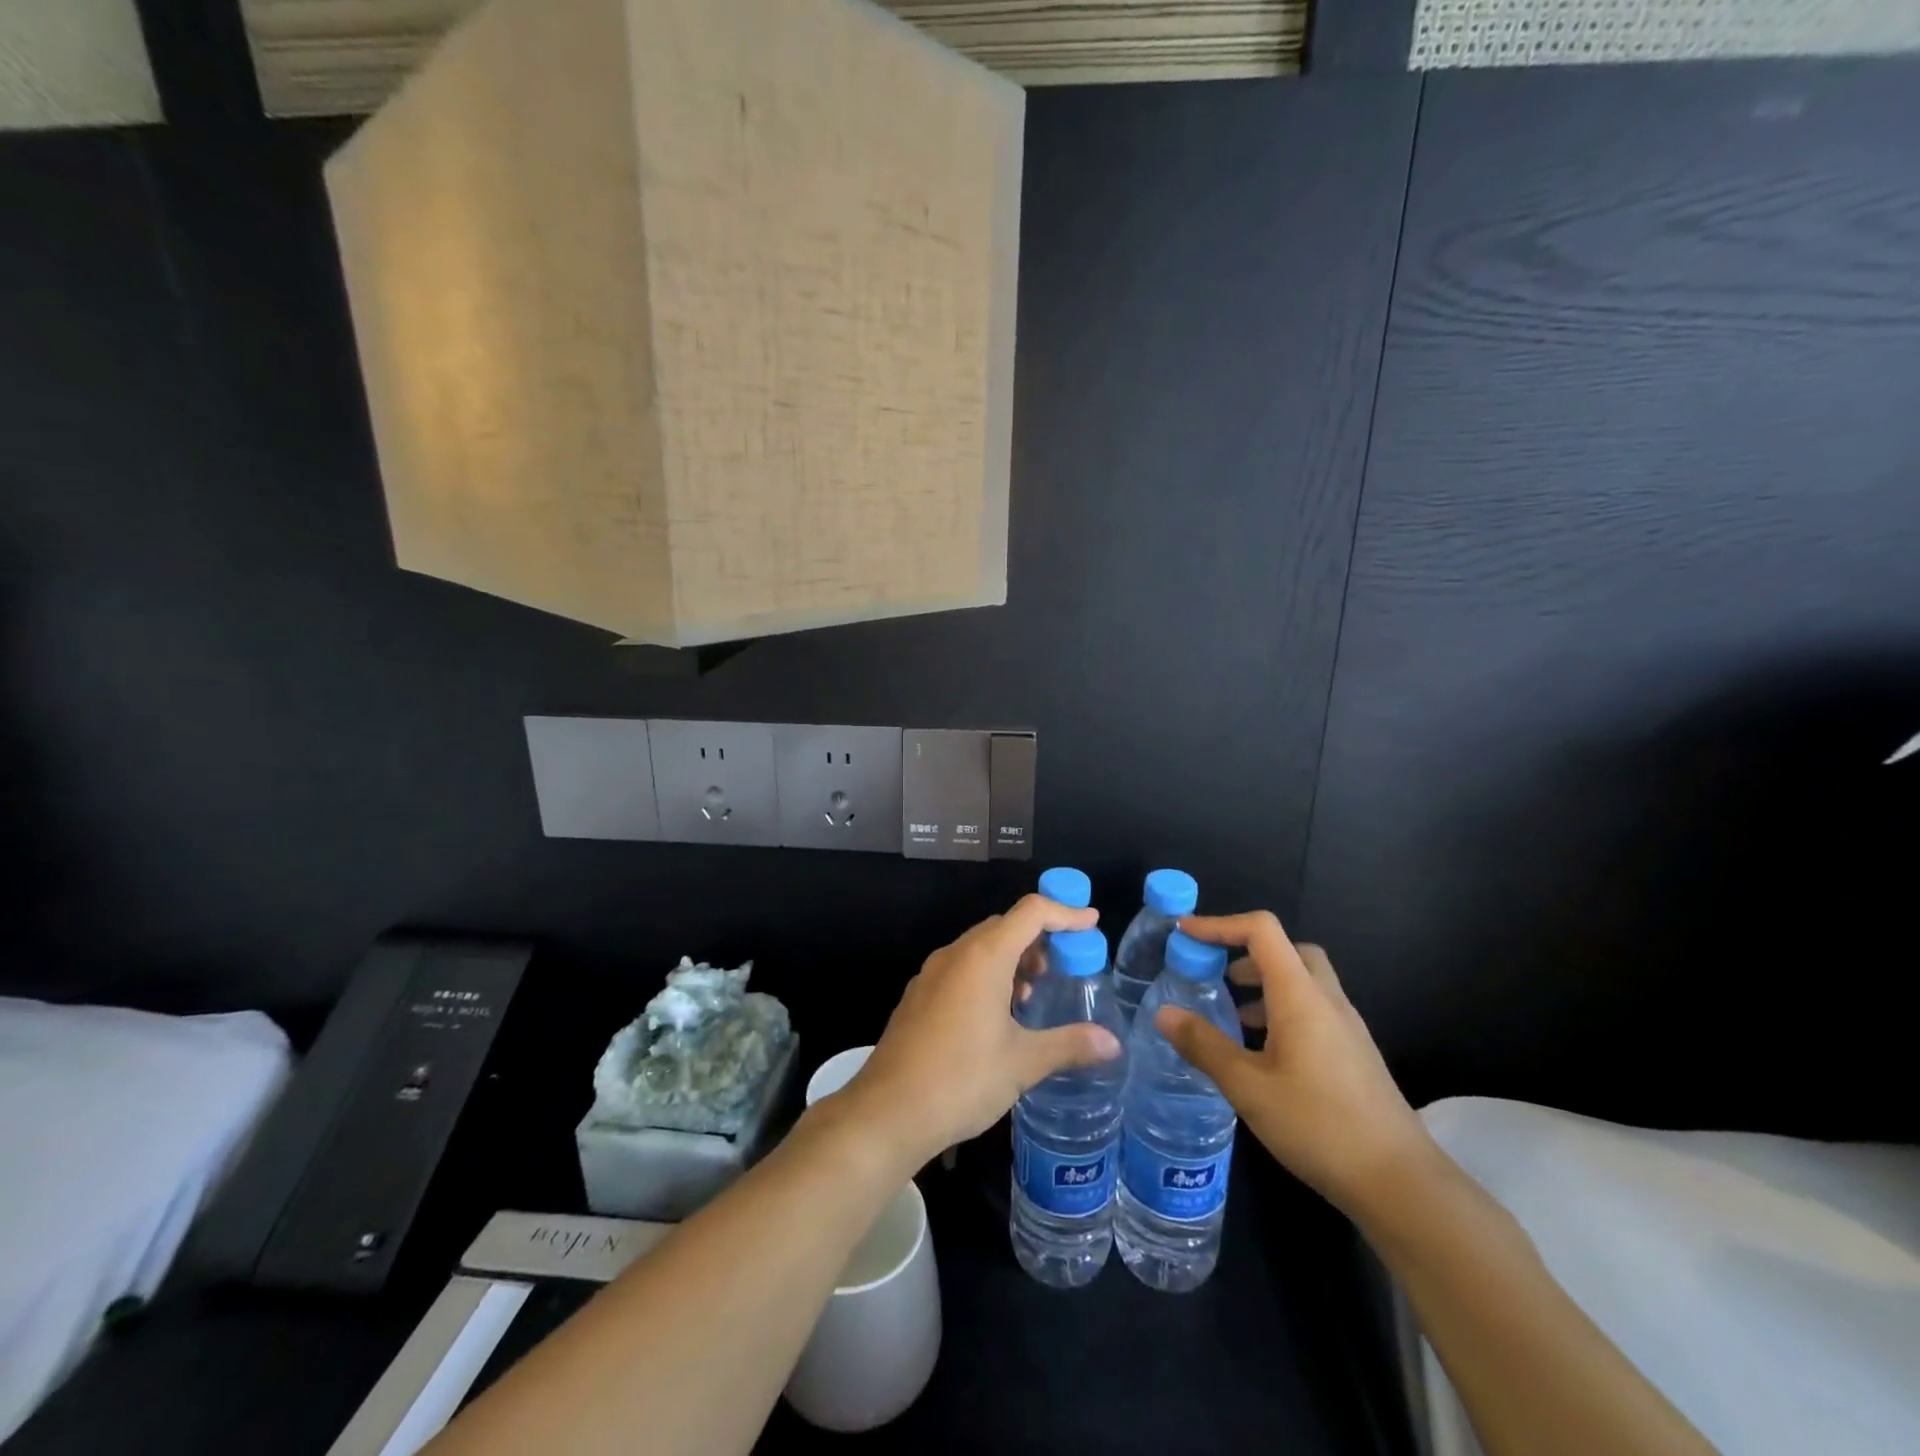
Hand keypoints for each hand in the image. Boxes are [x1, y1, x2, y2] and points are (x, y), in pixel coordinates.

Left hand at [839, 895, 1121, 1167]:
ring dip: (1012, 958)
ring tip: (1032, 994)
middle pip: (1004, 926)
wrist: (887, 1112)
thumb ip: (1069, 1045)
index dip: (1065, 912)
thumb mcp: (1022, 1063)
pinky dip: (988, 974)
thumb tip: (1112, 1043)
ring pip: (980, 947)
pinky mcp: (919, 995)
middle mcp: (956, 954)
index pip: (1031, 912)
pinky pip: (961, 967)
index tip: (1091, 923)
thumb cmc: (961, 1079)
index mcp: (983, 957)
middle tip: (1065, 966)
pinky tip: (997, 1015)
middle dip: (1039, 937)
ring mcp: (932, 974)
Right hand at [1155, 911, 1438, 1220]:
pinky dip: (1282, 1010)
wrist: (1401, 1184)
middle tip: (1216, 973)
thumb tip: (1163, 1013)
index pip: (1261, 931)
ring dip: (1265, 983)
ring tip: (1232, 1015)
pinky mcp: (1355, 1053)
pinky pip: (1314, 1009)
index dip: (1220, 924)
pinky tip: (1264, 1052)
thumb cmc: (1319, 1126)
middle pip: (1288, 949)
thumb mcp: (1248, 1087)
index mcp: (1300, 996)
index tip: (1185, 934)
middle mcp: (1327, 1000)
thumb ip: (1204, 1046)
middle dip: (1247, 950)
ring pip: (1303, 980)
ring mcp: (1347, 1027)